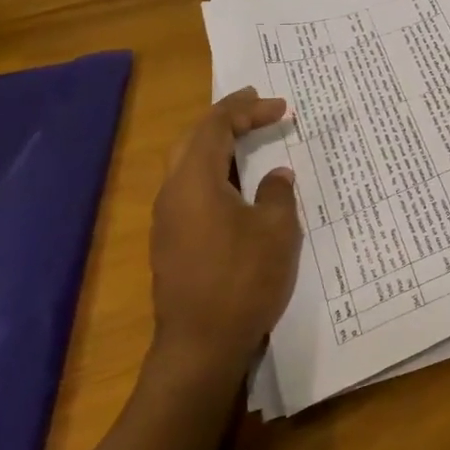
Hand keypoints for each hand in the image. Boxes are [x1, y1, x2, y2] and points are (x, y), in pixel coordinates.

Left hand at [147, 89, 301, 387]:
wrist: (201, 344)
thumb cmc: (243, 279)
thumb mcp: (276, 230)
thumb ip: (276, 193)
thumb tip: (275, 176)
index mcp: (194, 181)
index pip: (215, 127)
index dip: (248, 110)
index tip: (281, 106)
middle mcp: (172, 193)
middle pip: (192, 139)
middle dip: (224, 117)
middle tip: (256, 105)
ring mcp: (167, 219)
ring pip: (186, 164)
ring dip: (217, 144)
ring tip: (249, 137)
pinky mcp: (171, 241)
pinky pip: (190, 188)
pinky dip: (214, 170)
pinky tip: (238, 183)